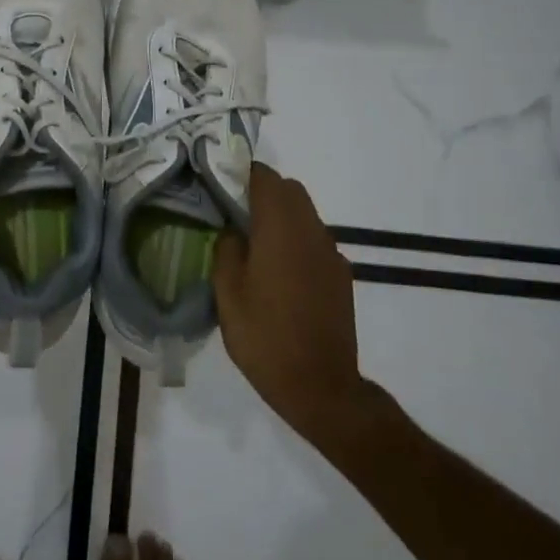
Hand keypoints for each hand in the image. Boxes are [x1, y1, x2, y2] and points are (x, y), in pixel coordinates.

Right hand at [212, 164, 367, 447]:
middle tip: (232, 212)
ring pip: (304, 214)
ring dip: (280, 216)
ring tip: (252, 243)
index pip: (265, 177)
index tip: (219, 183)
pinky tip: (278, 272)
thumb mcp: (228, 294)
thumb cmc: (265, 338)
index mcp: (281, 229)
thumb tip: (232, 230)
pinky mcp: (340, 275)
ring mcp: (330, 253)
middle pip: (289, 190)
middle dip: (262, 191)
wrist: (320, 386)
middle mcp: (311, 231)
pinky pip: (315, 240)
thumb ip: (227, 250)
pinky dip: (295, 239)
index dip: (241, 173)